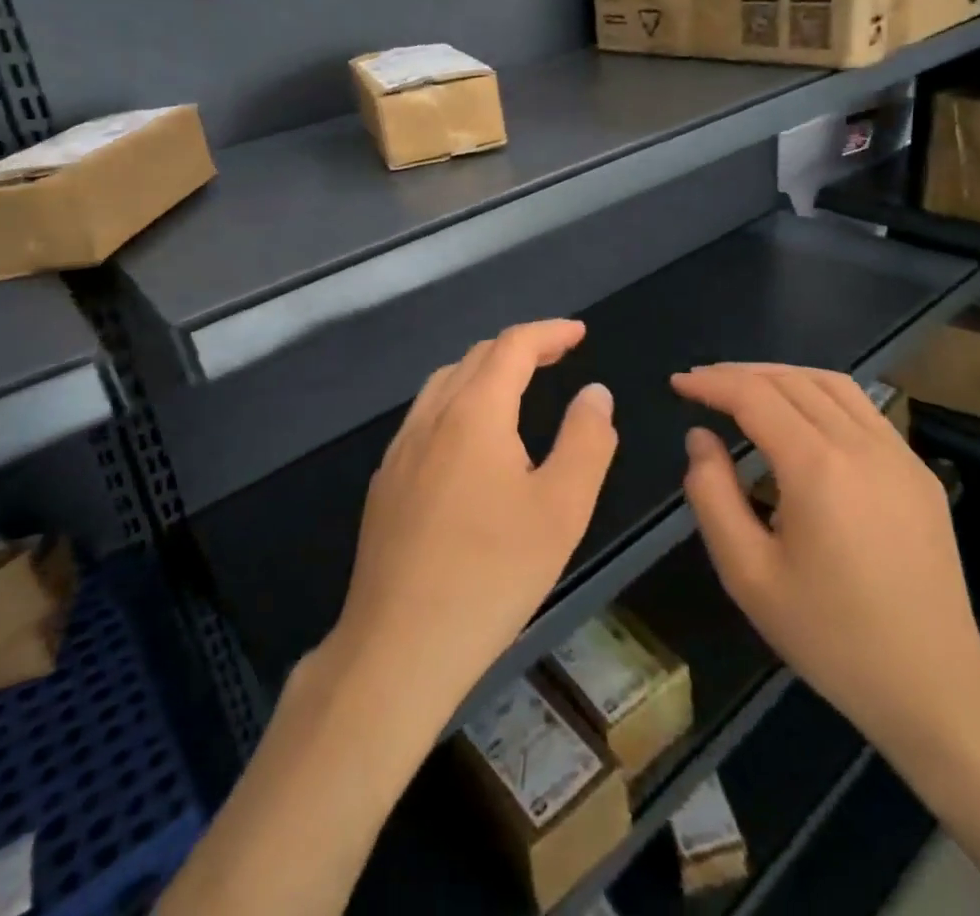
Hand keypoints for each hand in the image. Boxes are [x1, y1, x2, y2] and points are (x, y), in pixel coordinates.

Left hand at [321, 320, 618, 732]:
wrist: (398, 646)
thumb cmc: (492, 573)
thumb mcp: (562, 508)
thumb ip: (586, 440)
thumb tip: (594, 392)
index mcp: (475, 411)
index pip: (513, 346)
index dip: (549, 332)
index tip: (579, 333)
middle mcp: (431, 416)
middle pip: (476, 357)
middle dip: (520, 348)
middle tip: (558, 356)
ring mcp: (400, 448)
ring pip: (445, 383)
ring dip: (485, 371)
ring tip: (517, 386)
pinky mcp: (385, 481)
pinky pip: (426, 416)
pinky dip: (458, 401)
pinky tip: (470, 440)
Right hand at [675, 364, 979, 761]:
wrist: (935, 687)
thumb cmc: (831, 637)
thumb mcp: (748, 575)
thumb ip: (712, 495)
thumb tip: (701, 438)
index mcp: (817, 468)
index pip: (754, 396)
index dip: (711, 383)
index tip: (678, 383)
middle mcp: (861, 445)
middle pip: (791, 380)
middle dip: (740, 374)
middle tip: (702, 383)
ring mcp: (898, 454)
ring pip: (831, 384)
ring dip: (781, 375)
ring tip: (746, 388)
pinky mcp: (918, 470)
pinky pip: (862, 409)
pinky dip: (819, 394)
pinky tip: (802, 417)